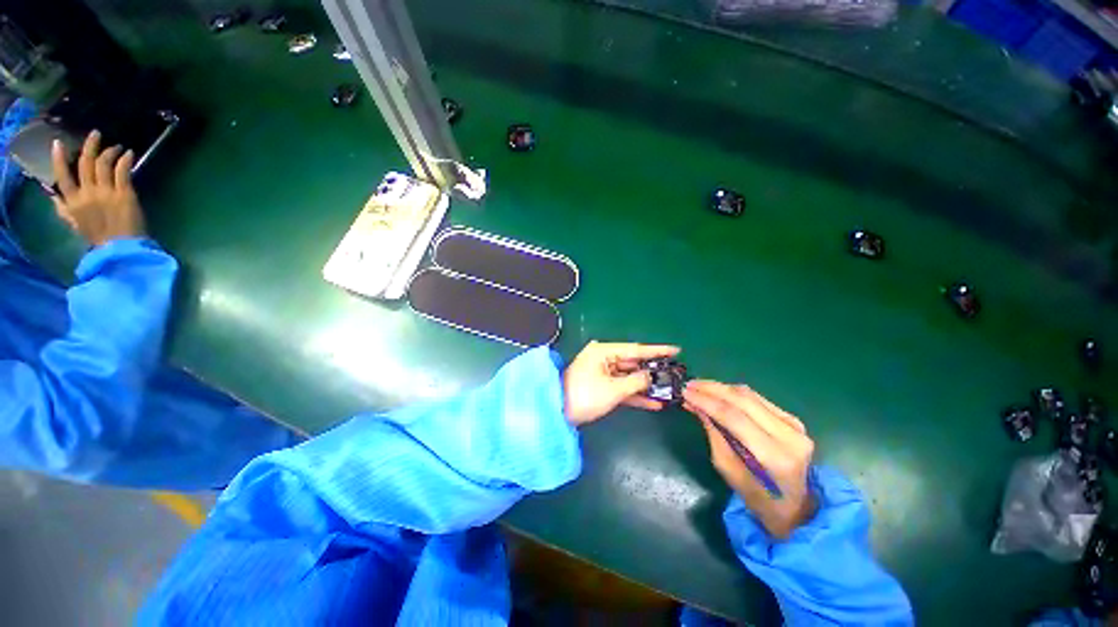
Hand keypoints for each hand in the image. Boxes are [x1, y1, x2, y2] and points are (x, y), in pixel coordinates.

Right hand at [50, 130, 144, 246]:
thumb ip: (63, 210)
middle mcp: (87, 193)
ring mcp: (106, 192)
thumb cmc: (98, 238)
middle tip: (96, 133)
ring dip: (110, 151)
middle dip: (90, 145)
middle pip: (86, 163)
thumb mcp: (74, 224)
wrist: (121, 248)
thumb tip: (53, 197)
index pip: (62, 176)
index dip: (59, 159)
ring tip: (117, 146)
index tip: (57, 143)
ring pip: (104, 164)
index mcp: (73, 202)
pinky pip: (122, 171)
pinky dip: (125, 160)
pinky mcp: (124, 194)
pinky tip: (129, 153)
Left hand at [562, 341, 680, 426]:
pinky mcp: (601, 387)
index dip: (656, 351)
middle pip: (633, 363)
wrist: (557, 412)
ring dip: (645, 385)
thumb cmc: (585, 396)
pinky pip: (621, 388)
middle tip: (674, 373)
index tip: (676, 350)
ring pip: (628, 377)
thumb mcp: (613, 389)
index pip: (635, 349)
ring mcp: (601, 373)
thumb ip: (636, 381)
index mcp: (603, 351)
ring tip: (668, 389)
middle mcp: (603, 358)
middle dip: (652, 370)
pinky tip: (653, 403)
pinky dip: (635, 395)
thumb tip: (651, 376)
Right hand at [684, 380, 815, 538]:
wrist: (799, 507)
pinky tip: (718, 392)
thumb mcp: (730, 473)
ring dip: (721, 388)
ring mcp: (794, 425)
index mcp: (774, 456)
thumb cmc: (760, 499)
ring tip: (699, 386)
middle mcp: (789, 436)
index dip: (707, 401)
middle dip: (712, 389)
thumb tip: (697, 407)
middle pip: (743, 400)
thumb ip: (714, 437)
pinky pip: (758, 399)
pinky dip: (734, 393)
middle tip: (689, 385)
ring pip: (750, 395)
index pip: (734, 417)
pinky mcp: (793, 420)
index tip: (685, 392)